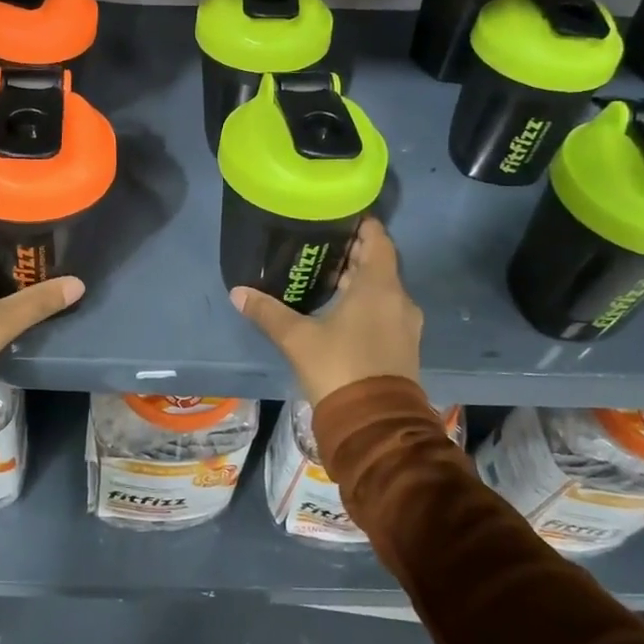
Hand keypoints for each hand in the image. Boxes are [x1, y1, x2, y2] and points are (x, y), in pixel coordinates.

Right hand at [231, 218, 422, 405]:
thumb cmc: (338, 368)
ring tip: (325, 278)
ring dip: (359, 281)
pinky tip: (339, 311)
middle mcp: (399, 300)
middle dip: (353, 254)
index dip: (361, 226)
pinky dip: (367, 303)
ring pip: (383, 290)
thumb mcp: (297, 338)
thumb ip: (268, 312)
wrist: (375, 425)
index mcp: (379, 287)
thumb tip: (238, 292)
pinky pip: (386, 311)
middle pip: (379, 264)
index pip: (378, 240)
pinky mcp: (404, 346)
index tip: (338, 218)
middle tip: (321, 248)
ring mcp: (405, 325)